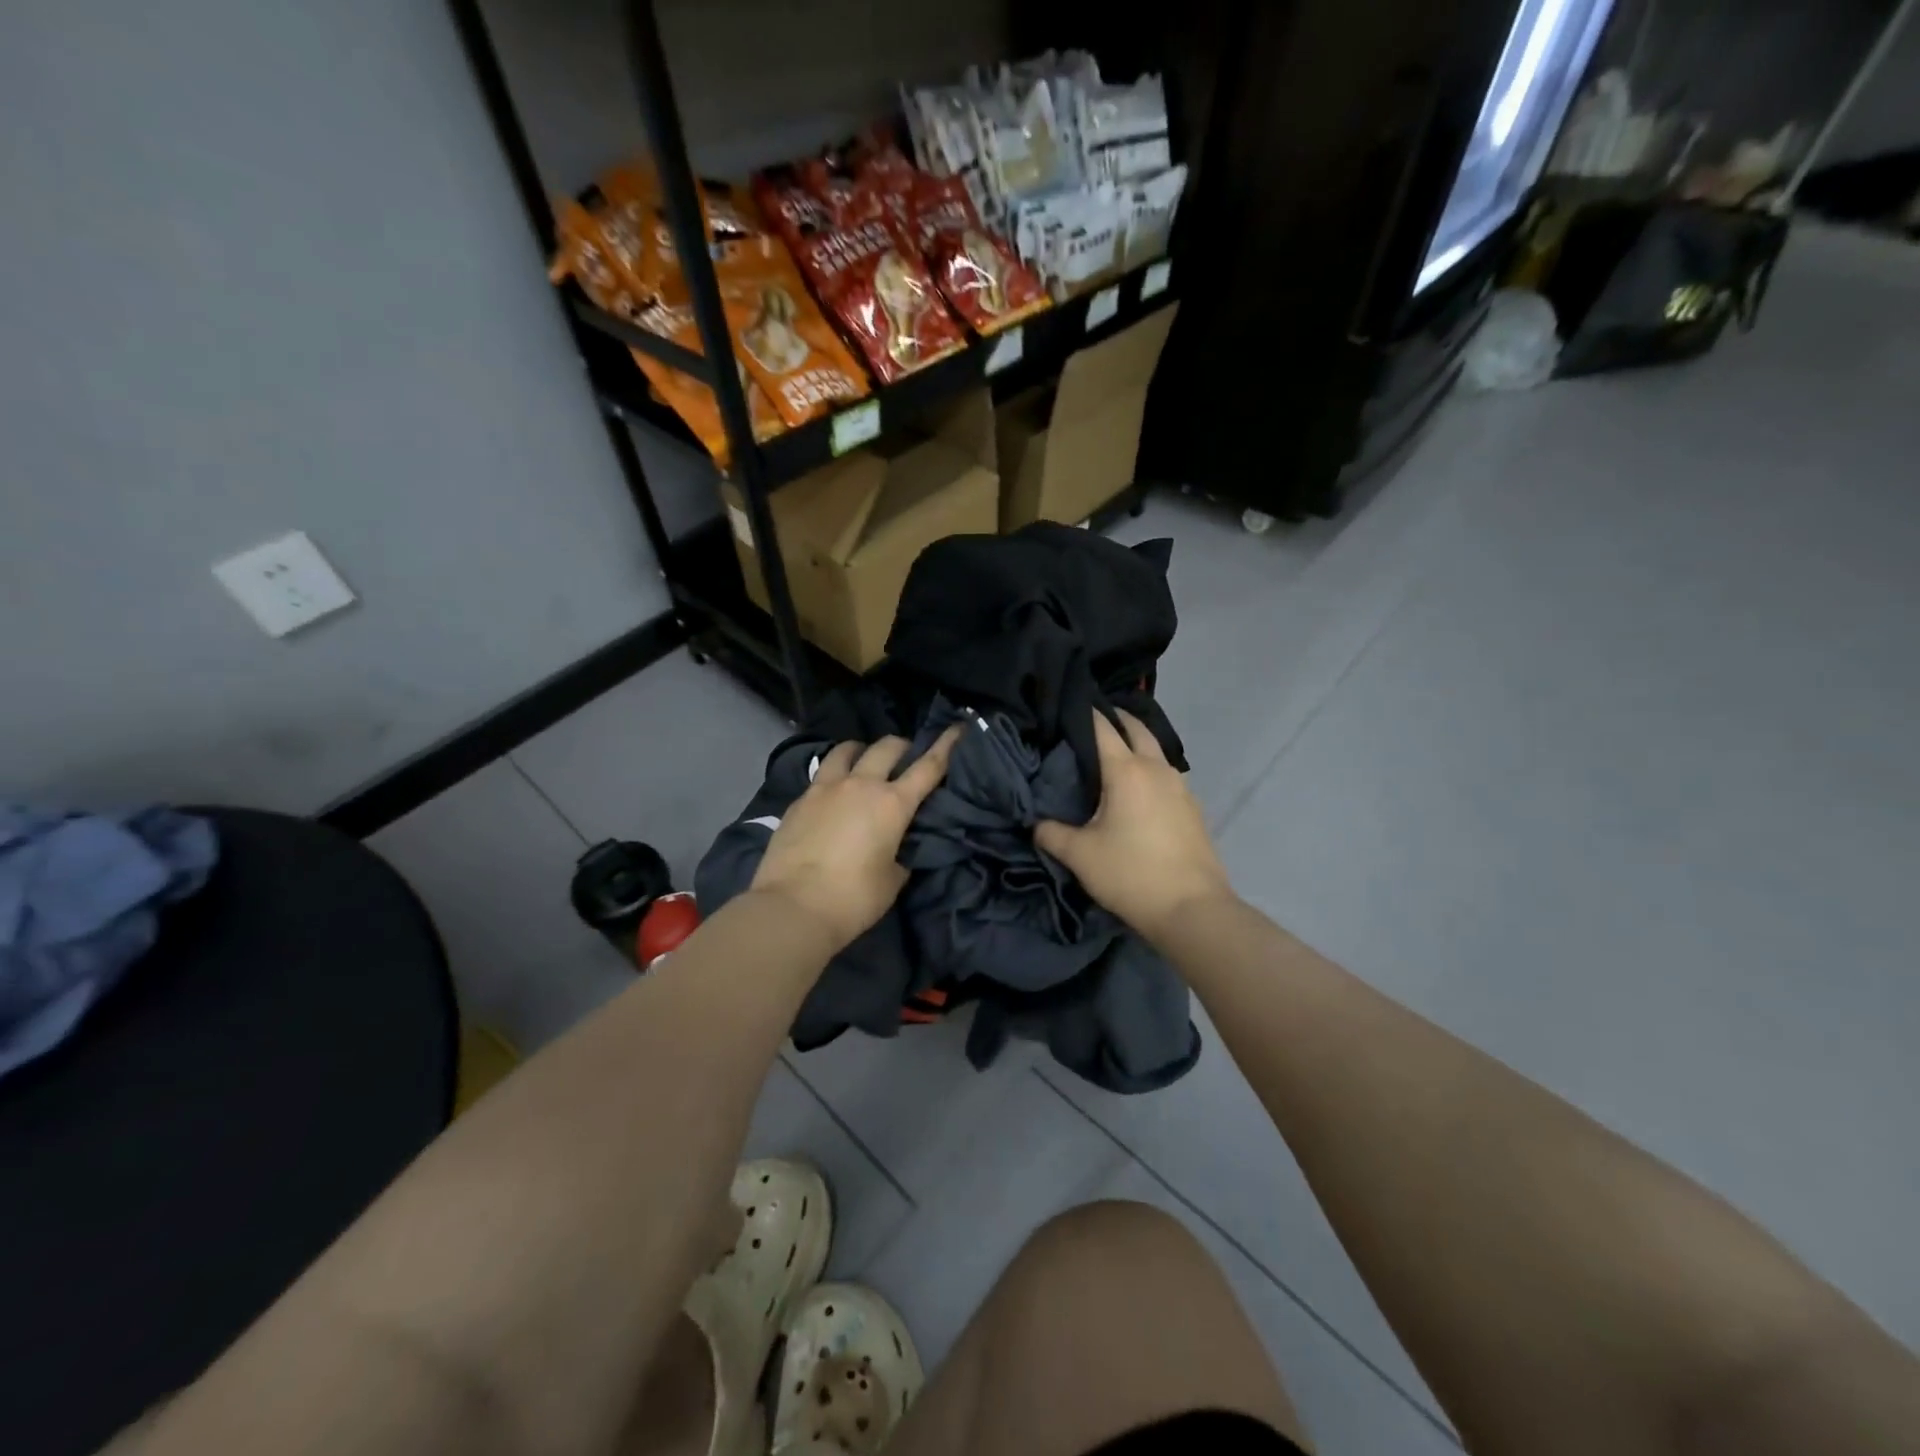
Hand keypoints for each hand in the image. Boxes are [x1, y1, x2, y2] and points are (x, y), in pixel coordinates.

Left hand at [751, 729, 960, 950]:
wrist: (793, 907)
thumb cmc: (854, 898)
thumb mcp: (893, 879)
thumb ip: (902, 854)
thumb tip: (899, 845)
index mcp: (893, 803)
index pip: (929, 766)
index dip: (946, 745)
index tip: (957, 728)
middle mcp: (861, 784)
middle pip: (887, 747)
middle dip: (902, 746)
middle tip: (906, 757)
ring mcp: (826, 788)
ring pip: (847, 750)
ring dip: (862, 750)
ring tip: (863, 760)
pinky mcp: (800, 799)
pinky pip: (822, 774)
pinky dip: (835, 775)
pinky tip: (833, 793)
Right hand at [1036, 710, 1234, 943]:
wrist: (1193, 910)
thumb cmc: (1130, 874)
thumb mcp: (1079, 855)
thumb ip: (1050, 833)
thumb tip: (1034, 822)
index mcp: (1126, 771)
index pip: (1102, 728)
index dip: (1084, 713)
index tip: (1066, 707)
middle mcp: (1156, 769)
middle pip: (1136, 728)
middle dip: (1115, 718)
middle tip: (1091, 721)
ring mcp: (1181, 787)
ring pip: (1156, 750)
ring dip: (1136, 742)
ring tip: (1113, 753)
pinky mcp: (1193, 808)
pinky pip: (1167, 774)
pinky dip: (1150, 768)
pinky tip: (1138, 789)